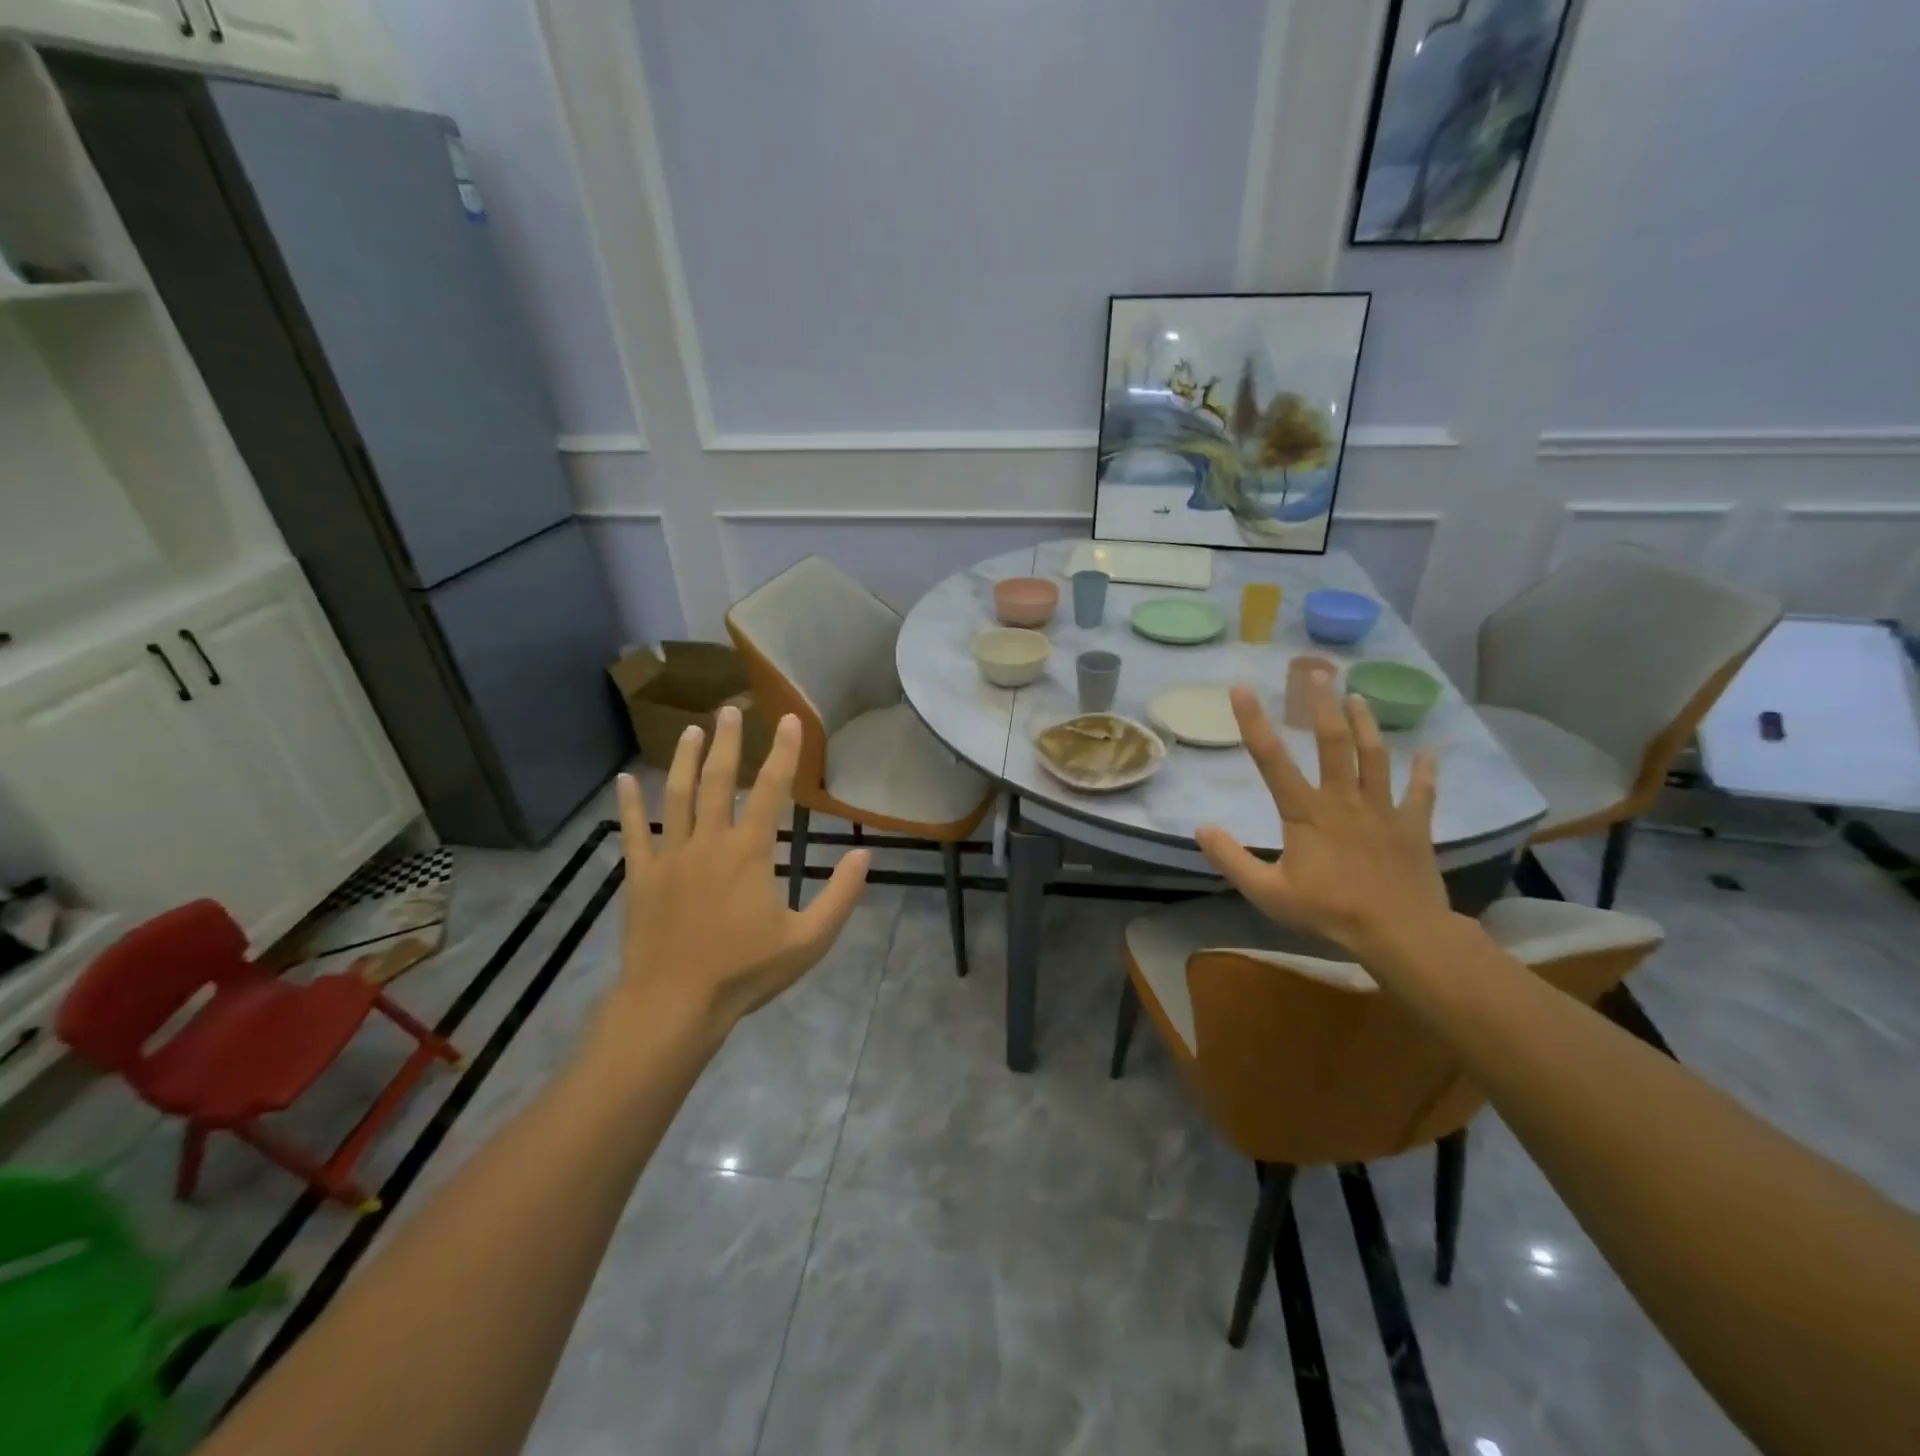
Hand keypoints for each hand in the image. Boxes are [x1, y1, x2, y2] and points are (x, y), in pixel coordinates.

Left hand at [604, 705, 870, 1041]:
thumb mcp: (809, 940)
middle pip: (717, 780)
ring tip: (689, 730)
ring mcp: (670, 856)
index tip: (787, 719)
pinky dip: (628, 805)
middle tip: (728, 709)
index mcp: (750, 852)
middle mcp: (709, 842)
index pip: (771, 789)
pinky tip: (623, 780)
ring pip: (676, 796)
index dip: (782, 752)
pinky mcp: (641, 876)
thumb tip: (864, 854)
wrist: (674, 1004)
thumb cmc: (745, 972)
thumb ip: (840, 896)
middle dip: (727, 742)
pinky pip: (634, 833)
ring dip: (683, 759)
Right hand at [1195, 678, 1449, 960]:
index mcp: (1305, 812)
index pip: (1272, 760)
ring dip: (1365, 724)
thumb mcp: (1266, 891)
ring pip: (1373, 756)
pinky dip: (1425, 770)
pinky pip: (1421, 791)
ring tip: (1358, 696)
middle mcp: (1342, 799)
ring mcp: (1381, 809)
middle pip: (1332, 743)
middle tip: (1315, 672)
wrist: (1399, 931)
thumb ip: (1231, 859)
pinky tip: (1428, 750)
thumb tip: (1202, 828)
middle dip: (1321, 705)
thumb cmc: (1328, 910)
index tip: (1243, 689)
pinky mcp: (1412, 825)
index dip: (1254, 723)